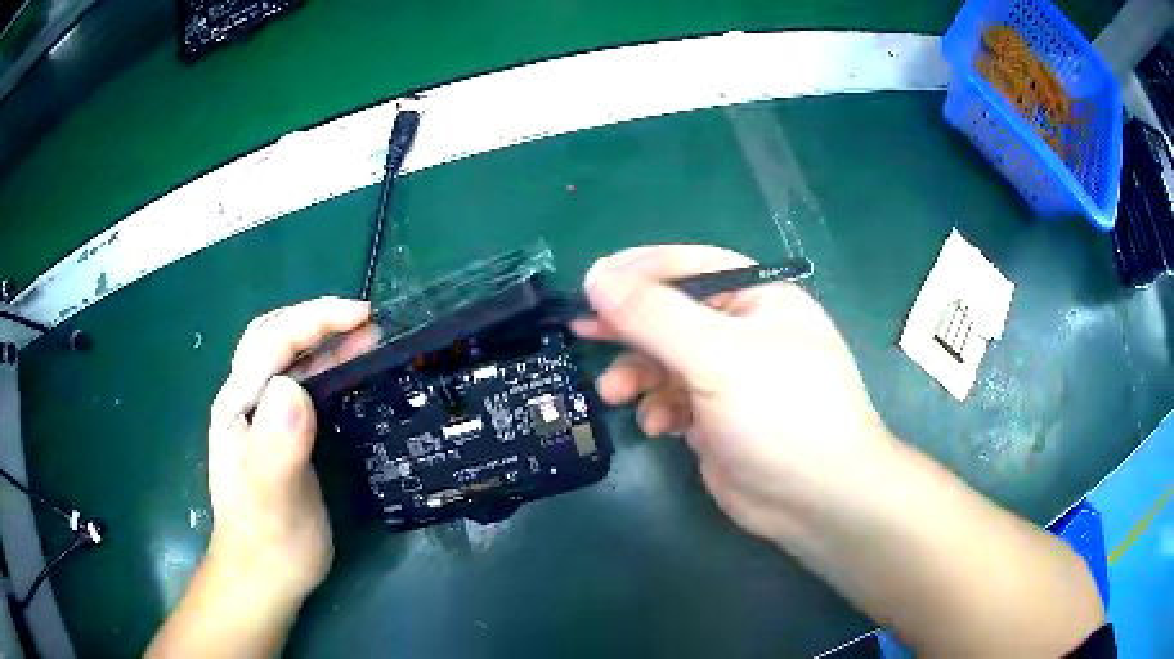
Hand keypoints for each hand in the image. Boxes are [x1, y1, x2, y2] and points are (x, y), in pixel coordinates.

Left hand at [205, 297, 371, 611]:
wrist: (264, 578)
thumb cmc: (268, 544)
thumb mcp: (273, 502)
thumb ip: (277, 447)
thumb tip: (294, 388)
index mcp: (237, 408)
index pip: (271, 343)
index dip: (314, 320)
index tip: (362, 316)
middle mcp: (246, 403)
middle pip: (274, 339)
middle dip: (317, 320)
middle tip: (365, 322)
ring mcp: (262, 418)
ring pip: (289, 359)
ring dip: (325, 341)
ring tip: (367, 339)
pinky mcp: (281, 435)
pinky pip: (302, 386)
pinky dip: (327, 368)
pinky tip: (350, 375)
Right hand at [573, 245, 892, 543]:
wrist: (817, 499)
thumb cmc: (781, 414)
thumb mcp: (718, 356)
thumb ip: (655, 315)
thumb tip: (597, 277)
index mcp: (758, 298)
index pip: (689, 266)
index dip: (637, 272)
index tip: (589, 285)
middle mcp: (743, 331)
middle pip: (672, 314)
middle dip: (629, 326)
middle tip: (582, 330)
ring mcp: (729, 377)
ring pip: (666, 360)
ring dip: (638, 373)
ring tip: (614, 393)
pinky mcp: (716, 417)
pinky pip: (673, 399)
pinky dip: (659, 408)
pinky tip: (658, 426)